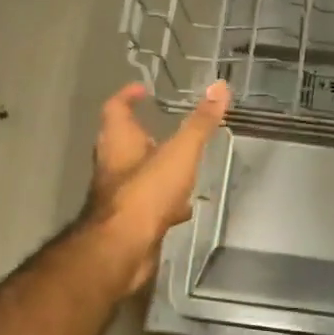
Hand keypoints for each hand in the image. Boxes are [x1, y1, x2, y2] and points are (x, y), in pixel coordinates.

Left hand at [83, 80, 230, 292]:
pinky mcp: (128, 221)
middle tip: (165, 128)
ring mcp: (119, 195)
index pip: (116, 108)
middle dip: (144, 134)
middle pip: (124, 142)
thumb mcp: (180, 152)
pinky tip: (184, 208)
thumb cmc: (147, 191)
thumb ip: (200, 122)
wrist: (123, 249)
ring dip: (156, 169)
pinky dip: (165, 202)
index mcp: (119, 141)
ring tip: (182, 167)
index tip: (143, 90)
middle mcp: (113, 164)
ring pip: (138, 174)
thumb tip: (220, 86)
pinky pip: (147, 204)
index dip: (127, 96)